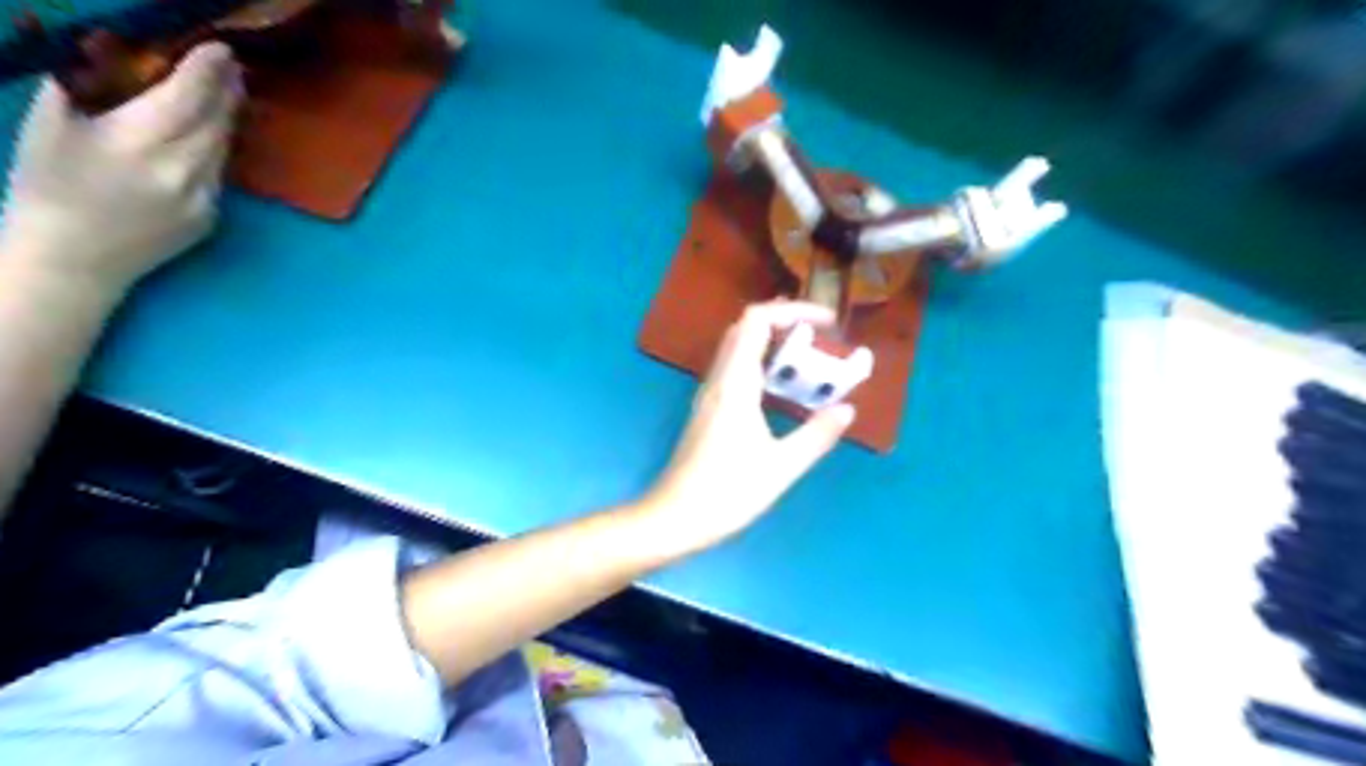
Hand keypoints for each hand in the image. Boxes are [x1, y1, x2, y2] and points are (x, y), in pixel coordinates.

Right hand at [1, 43, 242, 298]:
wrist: (77, 260)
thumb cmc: (51, 189)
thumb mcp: (50, 127)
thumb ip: (84, 89)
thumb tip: (108, 54)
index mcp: (138, 144)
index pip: (188, 99)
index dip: (208, 72)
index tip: (221, 50)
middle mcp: (182, 171)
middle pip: (216, 122)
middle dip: (225, 90)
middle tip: (230, 65)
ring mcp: (204, 198)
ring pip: (223, 148)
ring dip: (226, 118)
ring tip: (225, 93)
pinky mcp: (213, 217)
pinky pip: (220, 174)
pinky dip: (216, 149)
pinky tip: (208, 136)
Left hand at [642, 300, 850, 556]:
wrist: (675, 518)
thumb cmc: (727, 492)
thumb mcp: (781, 467)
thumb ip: (816, 436)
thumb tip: (847, 409)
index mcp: (735, 384)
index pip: (757, 321)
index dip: (793, 310)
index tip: (828, 322)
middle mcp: (718, 381)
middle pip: (744, 328)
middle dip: (784, 320)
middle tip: (821, 334)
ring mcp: (709, 395)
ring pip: (737, 348)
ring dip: (771, 341)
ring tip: (808, 355)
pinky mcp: (707, 411)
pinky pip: (734, 370)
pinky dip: (760, 363)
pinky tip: (780, 387)